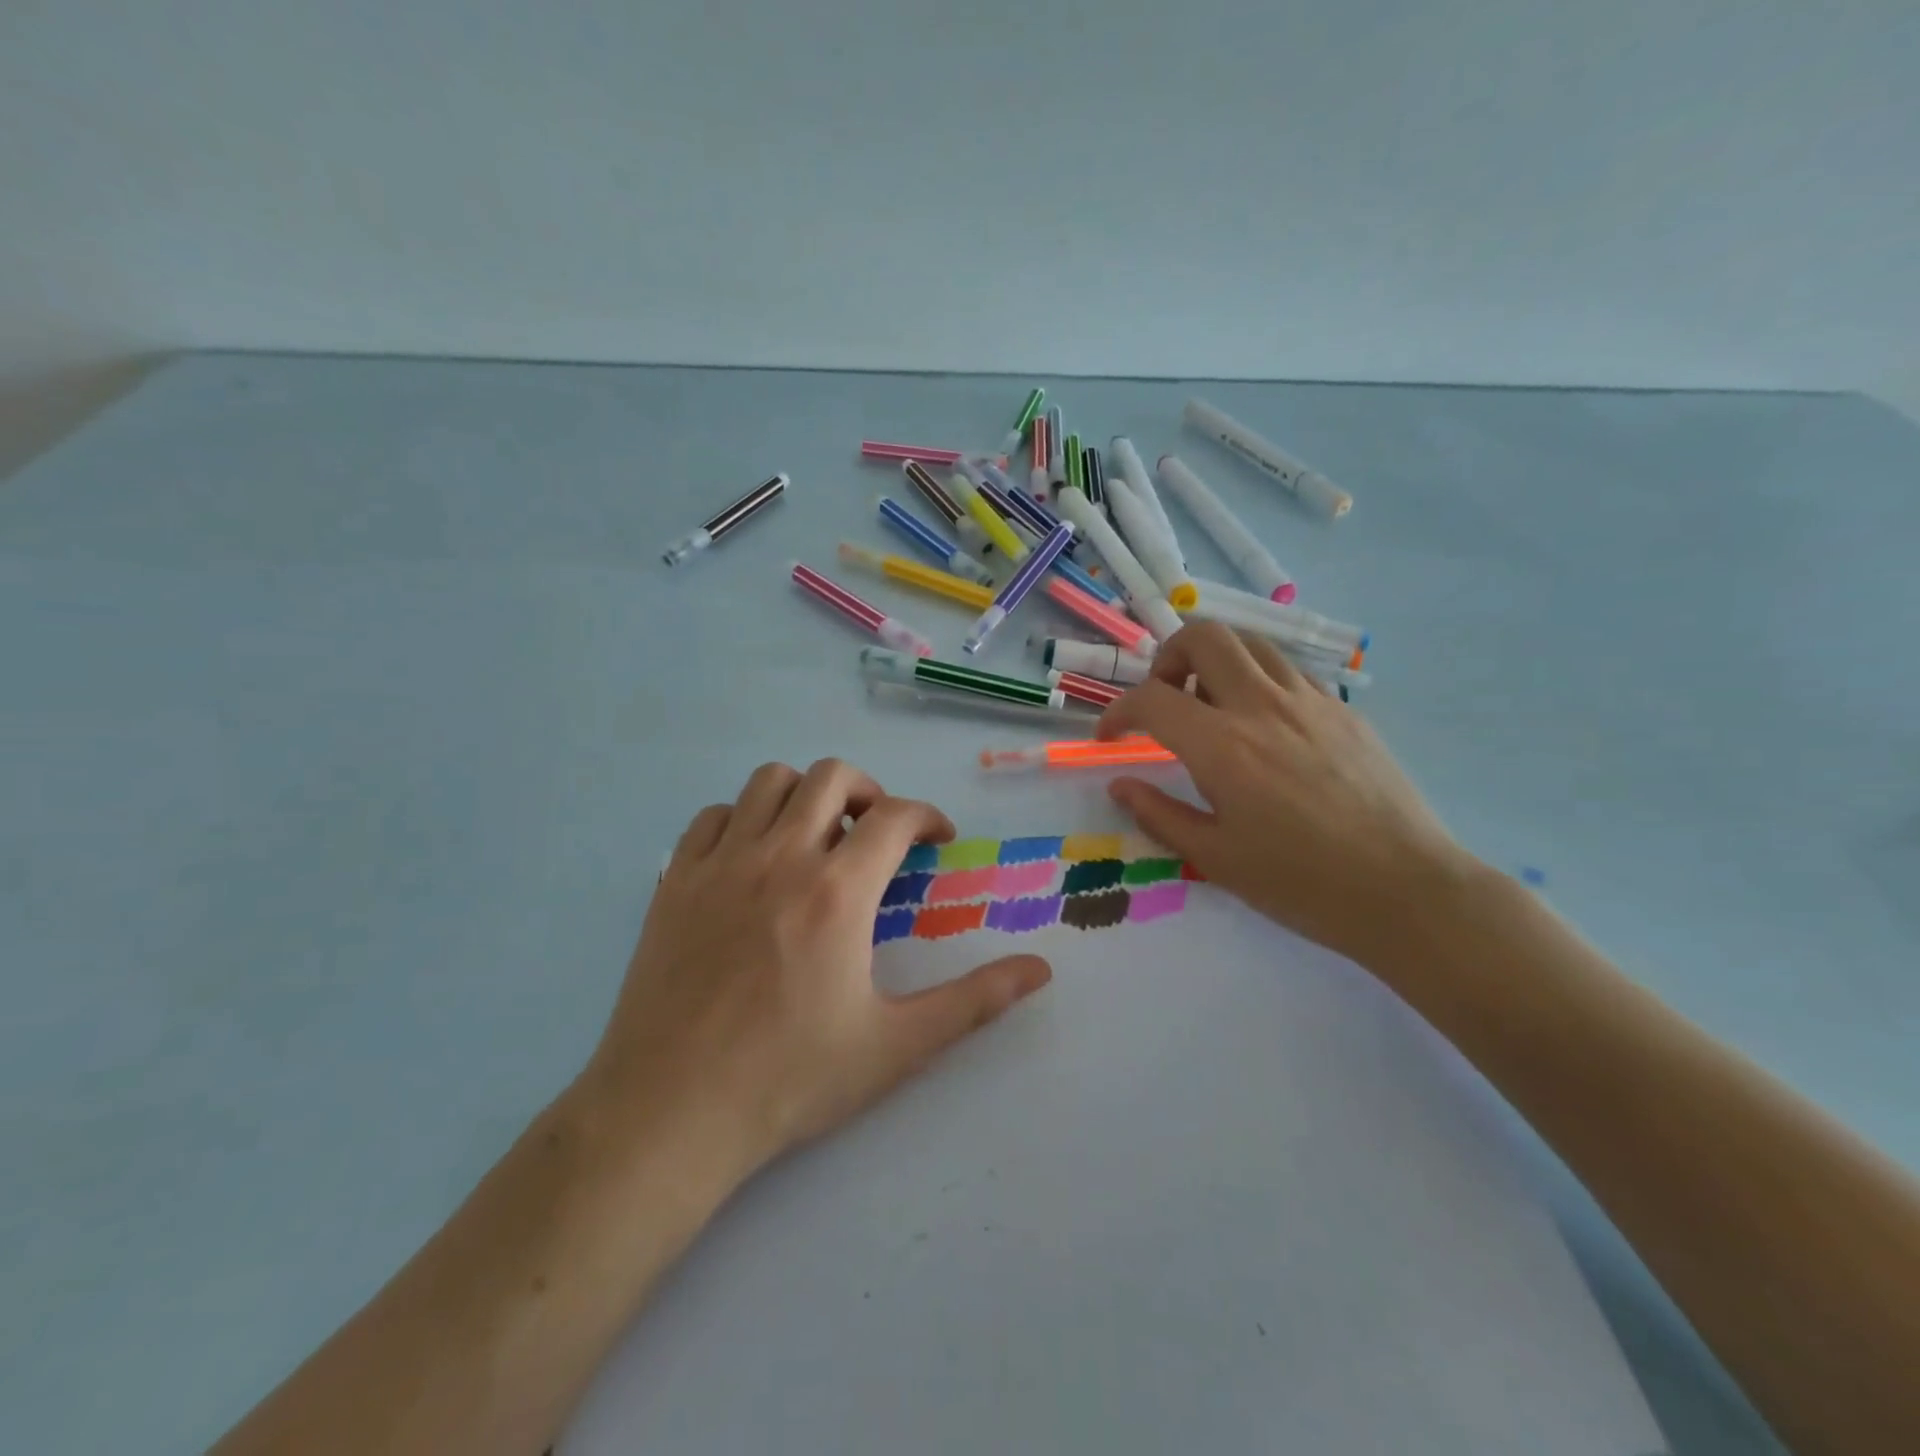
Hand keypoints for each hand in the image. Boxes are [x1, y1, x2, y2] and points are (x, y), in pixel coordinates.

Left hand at [585, 759, 1051, 1188]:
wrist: (670, 1113)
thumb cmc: (789, 1079)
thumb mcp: (896, 1045)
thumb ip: (973, 1000)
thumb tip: (1040, 970)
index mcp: (838, 892)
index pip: (895, 817)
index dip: (927, 816)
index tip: (938, 838)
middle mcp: (780, 858)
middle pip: (831, 777)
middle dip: (868, 792)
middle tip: (878, 834)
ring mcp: (721, 863)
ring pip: (769, 781)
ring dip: (805, 795)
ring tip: (818, 837)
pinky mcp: (675, 880)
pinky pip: (714, 816)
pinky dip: (744, 819)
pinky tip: (754, 860)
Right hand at [1097, 622, 1472, 962]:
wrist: (1406, 890)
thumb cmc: (1301, 882)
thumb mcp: (1215, 858)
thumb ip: (1159, 815)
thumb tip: (1120, 786)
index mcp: (1222, 746)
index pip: (1151, 699)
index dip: (1117, 712)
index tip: (1111, 737)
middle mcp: (1262, 706)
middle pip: (1204, 636)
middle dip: (1168, 657)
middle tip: (1166, 699)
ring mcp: (1309, 701)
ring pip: (1250, 644)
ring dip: (1216, 662)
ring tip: (1212, 707)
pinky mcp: (1344, 709)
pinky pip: (1288, 671)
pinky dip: (1258, 680)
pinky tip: (1263, 725)